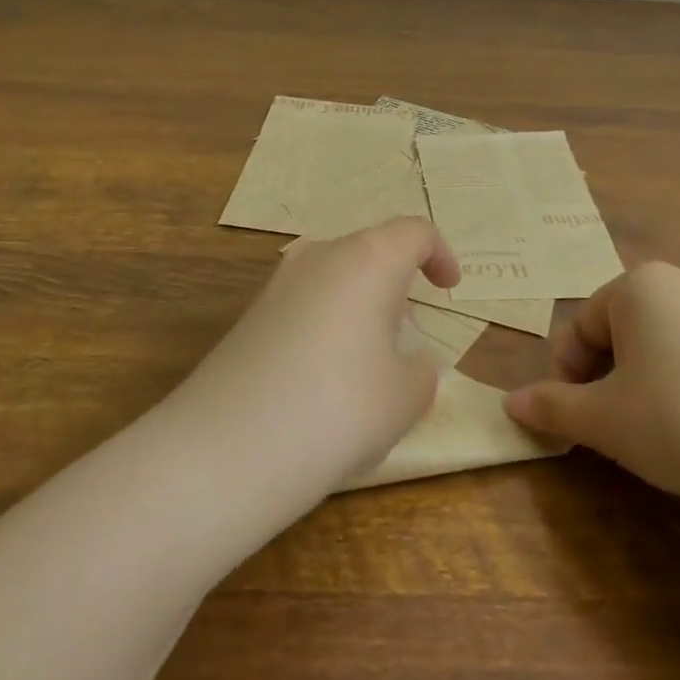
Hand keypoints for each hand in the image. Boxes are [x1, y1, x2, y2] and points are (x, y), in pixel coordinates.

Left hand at [168, 217, 460, 499]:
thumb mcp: (408, 396)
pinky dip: (326, 327)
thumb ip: (419, 369)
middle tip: (408, 334)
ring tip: (368, 363)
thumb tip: (405, 361)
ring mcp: (277, 284)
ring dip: (359, 307)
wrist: (230, 446)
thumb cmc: (342, 407)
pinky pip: (304, 305)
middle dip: (395, 285)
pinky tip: (323, 380)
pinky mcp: (249, 316)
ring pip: (334, 279)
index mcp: (368, 259)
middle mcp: (319, 256)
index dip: (440, 255)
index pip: (414, 232)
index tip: (448, 289)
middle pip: (370, 252)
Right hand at [503, 263, 679, 515]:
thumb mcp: (603, 420)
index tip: (574, 420)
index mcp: (641, 285)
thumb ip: (552, 407)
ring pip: (668, 347)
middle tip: (614, 430)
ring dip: (648, 386)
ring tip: (661, 437)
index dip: (568, 374)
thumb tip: (511, 404)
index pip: (582, 325)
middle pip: (625, 330)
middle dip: (608, 378)